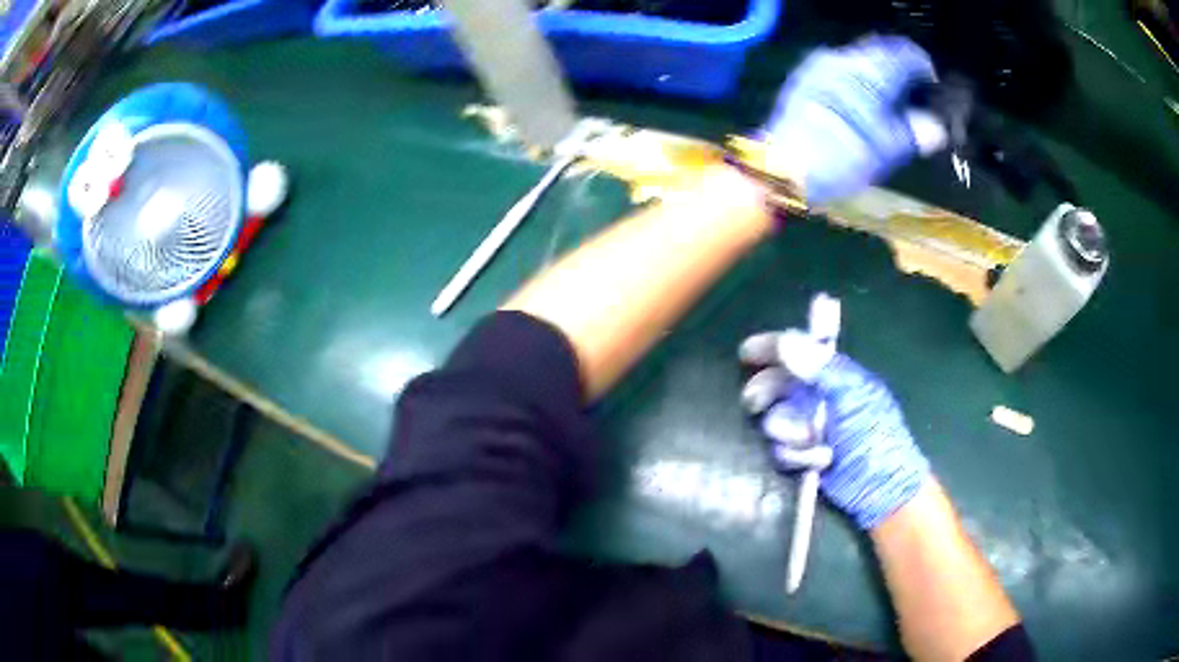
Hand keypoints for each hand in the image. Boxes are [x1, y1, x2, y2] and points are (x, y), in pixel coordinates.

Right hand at [742, 335, 929, 529]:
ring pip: (773, 421)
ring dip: (790, 432)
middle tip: (756, 402)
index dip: (770, 349)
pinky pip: (779, 450)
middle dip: (766, 394)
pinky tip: (817, 462)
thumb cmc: (875, 436)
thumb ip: (819, 369)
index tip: (745, 353)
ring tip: (815, 442)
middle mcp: (815, 397)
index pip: (796, 352)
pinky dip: (795, 456)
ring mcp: (807, 428)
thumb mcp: (853, 397)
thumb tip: (786, 341)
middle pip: (774, 385)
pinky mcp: (801, 456)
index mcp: (832, 375)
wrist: (880, 490)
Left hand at [762, 35, 939, 204]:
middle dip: (901, 68)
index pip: (903, 53)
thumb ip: (914, 133)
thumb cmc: (838, 159)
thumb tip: (937, 129)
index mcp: (867, 72)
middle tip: (916, 92)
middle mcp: (842, 59)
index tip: (934, 82)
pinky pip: (841, 67)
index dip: (923, 65)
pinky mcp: (806, 77)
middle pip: (880, 52)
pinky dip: (860, 77)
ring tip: (893, 99)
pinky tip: (864, 100)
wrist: (782, 167)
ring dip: (880, 72)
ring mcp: (819, 65)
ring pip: (860, 58)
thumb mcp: (884, 151)